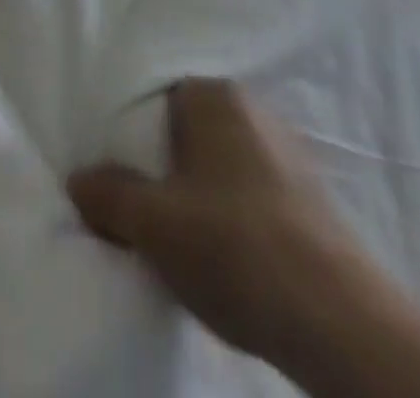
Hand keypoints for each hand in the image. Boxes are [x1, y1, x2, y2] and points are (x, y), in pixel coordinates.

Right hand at [68, 79, 384, 376]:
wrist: (341, 323)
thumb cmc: (236, 247)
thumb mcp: (153, 224)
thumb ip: (109, 195)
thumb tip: (79, 179)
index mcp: (215, 96)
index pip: (157, 98)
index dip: (131, 136)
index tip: (116, 173)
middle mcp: (253, 111)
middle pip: (188, 133)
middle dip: (163, 167)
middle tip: (140, 209)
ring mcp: (287, 155)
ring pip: (219, 167)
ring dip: (197, 196)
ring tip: (178, 240)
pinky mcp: (309, 200)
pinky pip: (249, 195)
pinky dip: (230, 217)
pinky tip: (223, 256)